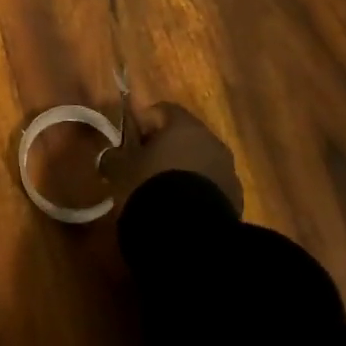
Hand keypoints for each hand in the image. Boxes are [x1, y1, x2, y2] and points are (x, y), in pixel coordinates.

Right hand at [97, 101, 242, 215]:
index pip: (163, 110)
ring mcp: (228, 171)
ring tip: (163, 193)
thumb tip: (110, 156)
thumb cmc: (151, 187)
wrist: (189, 234)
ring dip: (183, 171)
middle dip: (166, 148)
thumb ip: (114, 157)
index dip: (144, 123)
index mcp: (184, 125)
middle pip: (185, 136)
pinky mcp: (236, 200)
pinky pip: (211, 187)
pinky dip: (196, 193)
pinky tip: (180, 211)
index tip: (131, 142)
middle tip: (144, 167)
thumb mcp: (121, 170)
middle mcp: (211, 141)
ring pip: (200, 162)